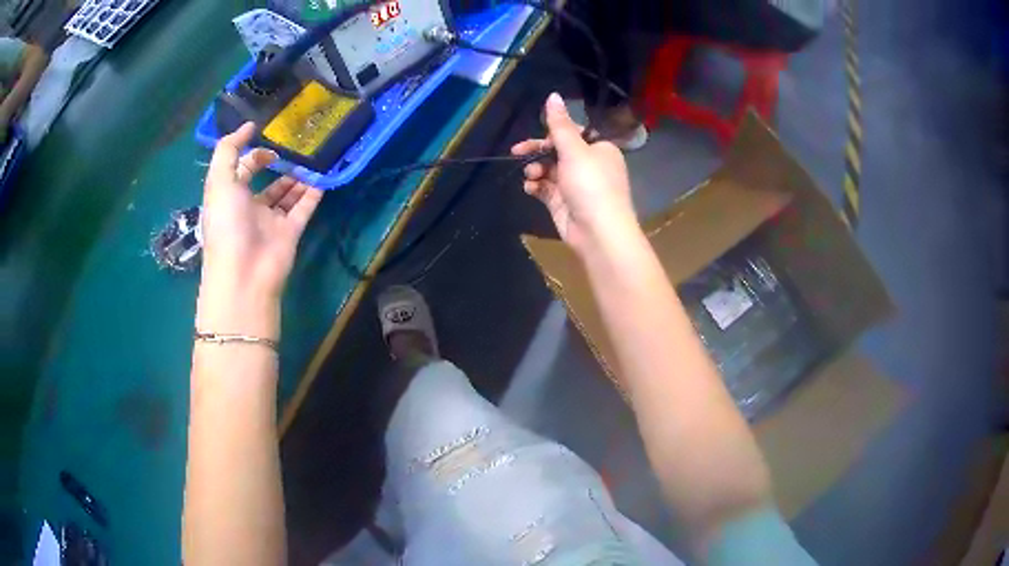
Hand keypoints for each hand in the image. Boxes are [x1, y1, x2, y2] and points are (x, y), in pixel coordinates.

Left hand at [197, 123, 322, 336]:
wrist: (244, 273)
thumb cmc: (226, 224)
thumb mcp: (219, 180)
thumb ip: (229, 149)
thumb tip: (248, 126)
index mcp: (230, 196)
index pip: (243, 170)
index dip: (255, 154)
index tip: (271, 141)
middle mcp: (250, 208)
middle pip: (268, 183)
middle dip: (281, 166)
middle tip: (299, 148)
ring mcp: (271, 221)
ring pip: (287, 195)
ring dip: (299, 177)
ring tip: (313, 158)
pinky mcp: (290, 232)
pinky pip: (304, 209)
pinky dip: (313, 194)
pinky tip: (323, 177)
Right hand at [511, 93, 636, 253]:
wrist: (598, 232)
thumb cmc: (590, 185)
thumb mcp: (574, 150)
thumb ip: (559, 124)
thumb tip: (552, 95)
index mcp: (599, 149)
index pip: (572, 134)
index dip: (551, 134)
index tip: (533, 136)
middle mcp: (589, 165)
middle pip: (557, 151)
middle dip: (538, 152)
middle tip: (517, 152)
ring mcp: (576, 186)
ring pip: (549, 170)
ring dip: (536, 170)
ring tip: (531, 176)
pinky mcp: (564, 203)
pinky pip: (546, 189)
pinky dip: (537, 187)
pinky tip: (530, 188)